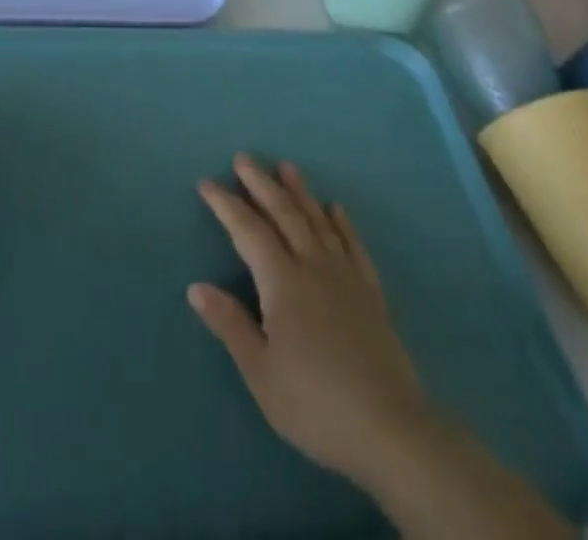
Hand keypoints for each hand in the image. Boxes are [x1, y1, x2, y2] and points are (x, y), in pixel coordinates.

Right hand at [190, 155, 434, 491]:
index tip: (207, 183)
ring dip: (300, 192)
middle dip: (262, 184)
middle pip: (284, 214)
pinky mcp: (371, 293)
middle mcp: (313, 266)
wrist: (391, 430)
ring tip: (287, 166)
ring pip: (318, 221)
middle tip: (245, 157)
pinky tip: (336, 209)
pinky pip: (354, 245)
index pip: (248, 231)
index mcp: (282, 283)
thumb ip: (230, 325)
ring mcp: (346, 276)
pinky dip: (343, 224)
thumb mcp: (261, 374)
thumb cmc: (315, 405)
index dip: (226, 205)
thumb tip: (196, 286)